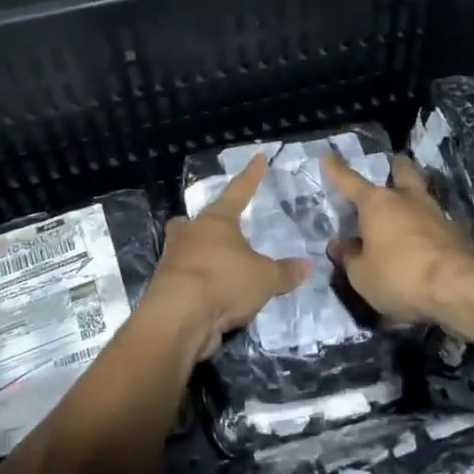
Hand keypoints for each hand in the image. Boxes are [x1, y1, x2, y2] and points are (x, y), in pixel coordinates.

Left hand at [146, 154, 308, 359]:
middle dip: (204, 225)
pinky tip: (210, 295)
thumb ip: (285, 272)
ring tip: (217, 267)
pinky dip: (196, 284)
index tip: (259, 156)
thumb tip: (308, 266)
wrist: (179, 317)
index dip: (252, 175)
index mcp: (216, 221)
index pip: (239, 191)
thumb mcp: (265, 278)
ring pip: (185, 249)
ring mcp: (173, 259)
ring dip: (198, 256)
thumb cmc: (224, 282)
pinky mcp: (165, 287)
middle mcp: (191, 233)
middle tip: (217, 230)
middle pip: (196, 221)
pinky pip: (184, 278)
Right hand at [322, 152, 473, 324]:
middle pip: (403, 172)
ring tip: (408, 211)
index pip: (349, 181)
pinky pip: (437, 223)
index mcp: (376, 203)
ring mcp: (436, 213)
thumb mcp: (361, 275)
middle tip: (393, 167)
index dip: (336, 170)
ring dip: (414, 200)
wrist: (457, 288)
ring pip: (423, 195)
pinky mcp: (457, 233)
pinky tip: (426, 242)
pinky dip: (429, 228)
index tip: (328, 154)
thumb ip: (349, 257)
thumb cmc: (399, 276)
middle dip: (396, 167)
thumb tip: (341, 244)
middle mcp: (406, 199)